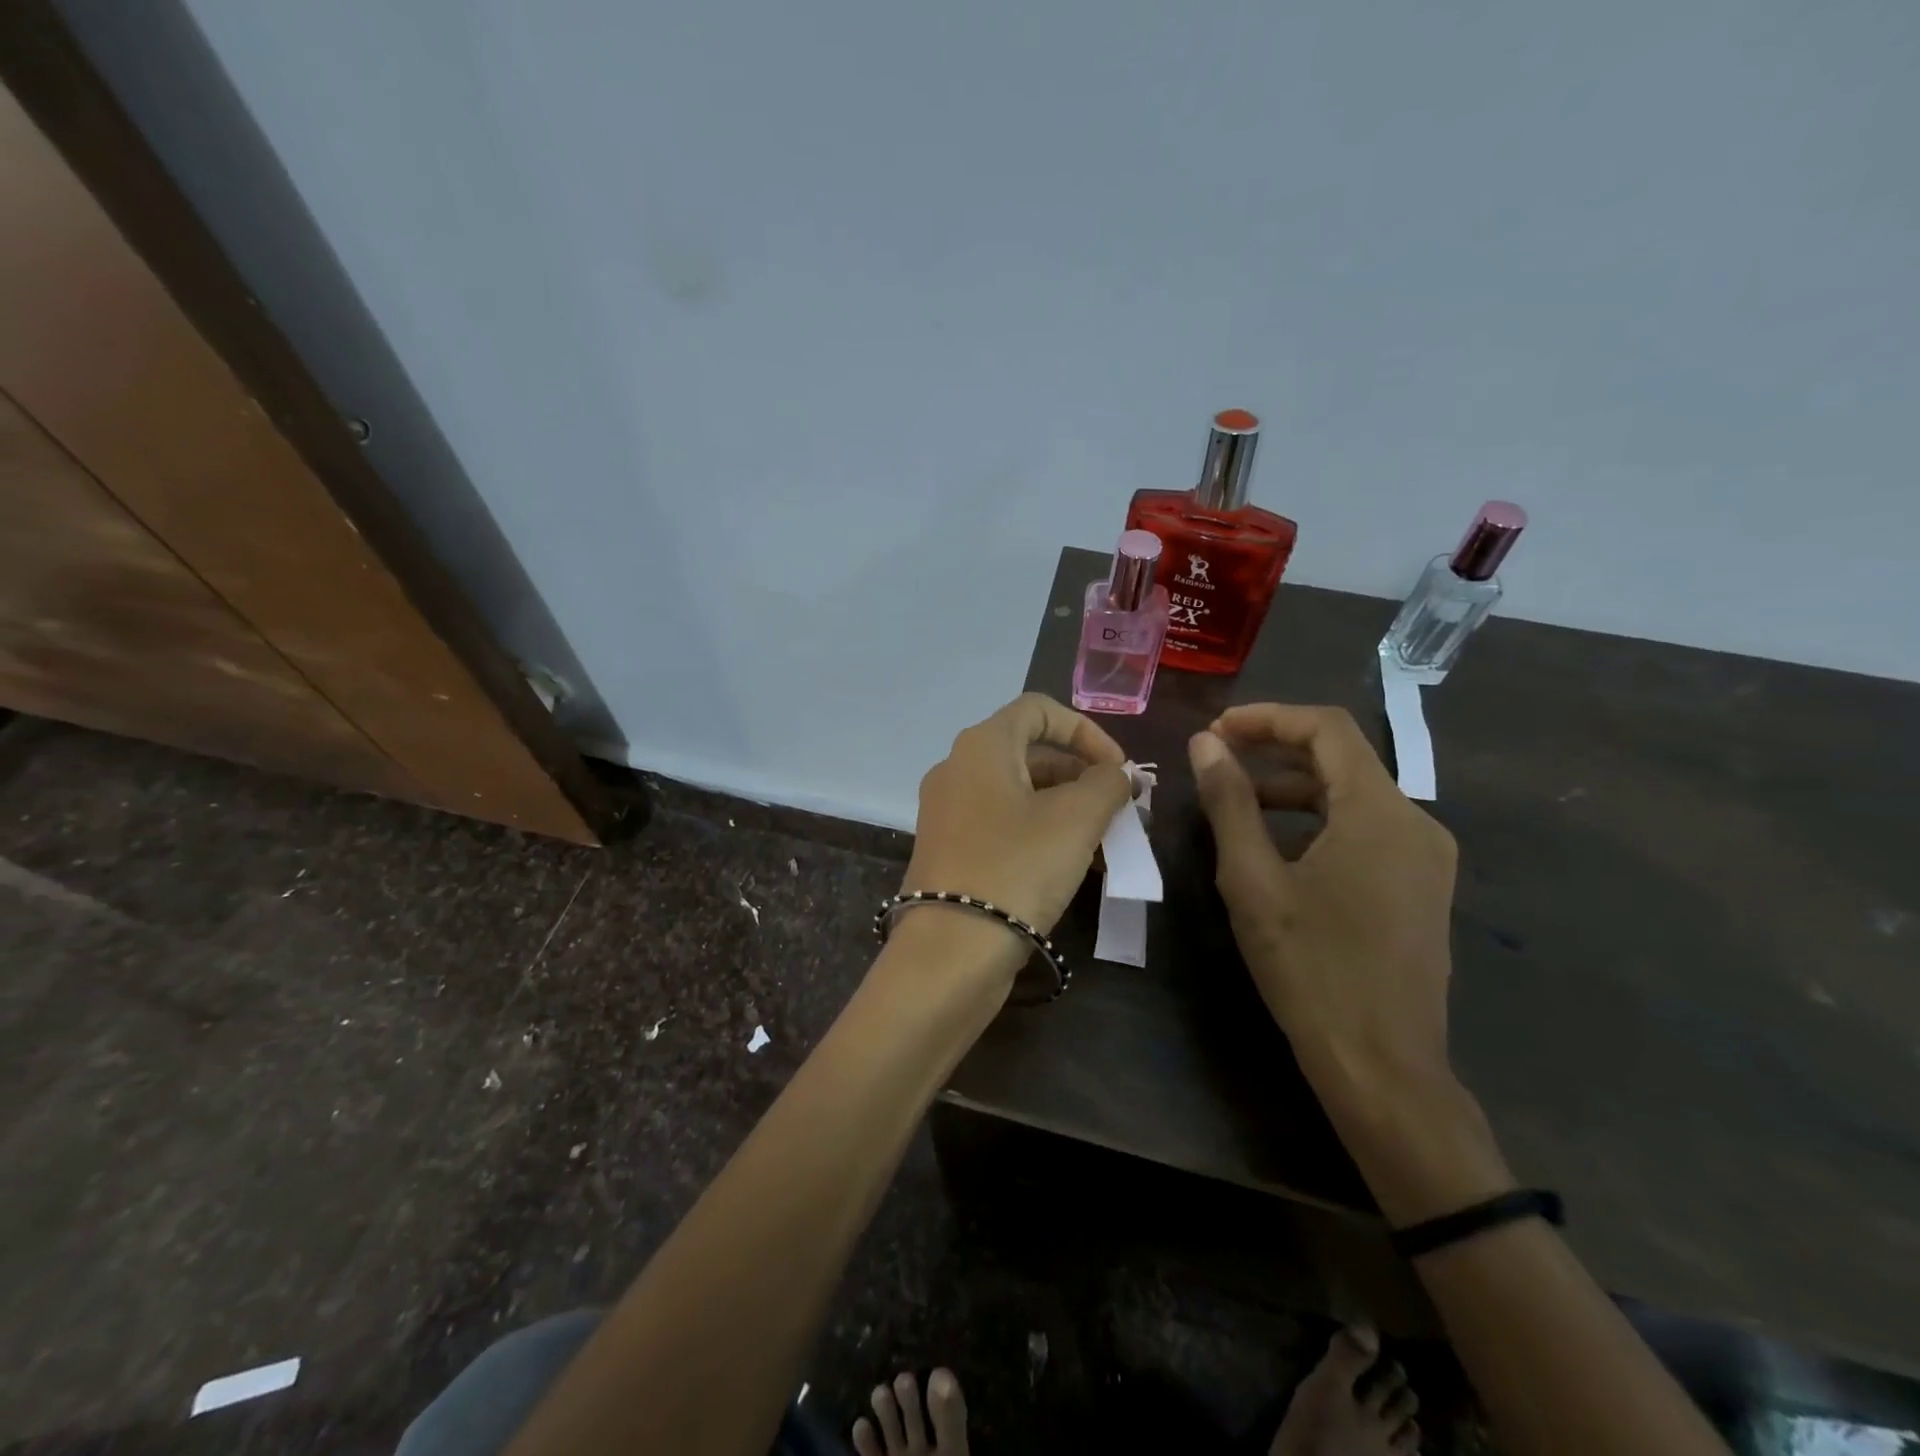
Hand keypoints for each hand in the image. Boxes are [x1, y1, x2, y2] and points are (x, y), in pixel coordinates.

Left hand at [904, 692, 1132, 934]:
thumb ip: (1107, 784)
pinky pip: (1003, 825)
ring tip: (1107, 842)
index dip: (1085, 730)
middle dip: (1082, 775)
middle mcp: (958, 769)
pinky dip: (1041, 833)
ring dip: (1067, 808)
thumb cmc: (1017, 867)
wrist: (951, 950)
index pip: (1038, 709)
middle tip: (1120, 808)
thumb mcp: (1076, 819)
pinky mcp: (950, 850)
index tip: (1117, 768)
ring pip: (1019, 793)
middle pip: (1030, 753)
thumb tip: (1119, 774)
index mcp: (982, 746)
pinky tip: (1075, 865)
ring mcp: (949, 812)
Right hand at [1188, 704, 1457, 1101]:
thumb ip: (1229, 803)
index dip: (1267, 718)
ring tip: (1236, 803)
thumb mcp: (1253, 881)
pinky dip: (1318, 820)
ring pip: (1353, 794)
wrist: (1382, 1066)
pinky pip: (1366, 829)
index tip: (1215, 731)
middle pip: (1342, 758)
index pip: (1327, 729)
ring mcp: (1426, 857)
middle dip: (1275, 750)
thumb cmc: (1310, 968)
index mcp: (1380, 812)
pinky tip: (1278, 846)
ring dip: (1293, 787)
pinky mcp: (1421, 886)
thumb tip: (1205, 744)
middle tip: (1216, 760)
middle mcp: (1416, 822)